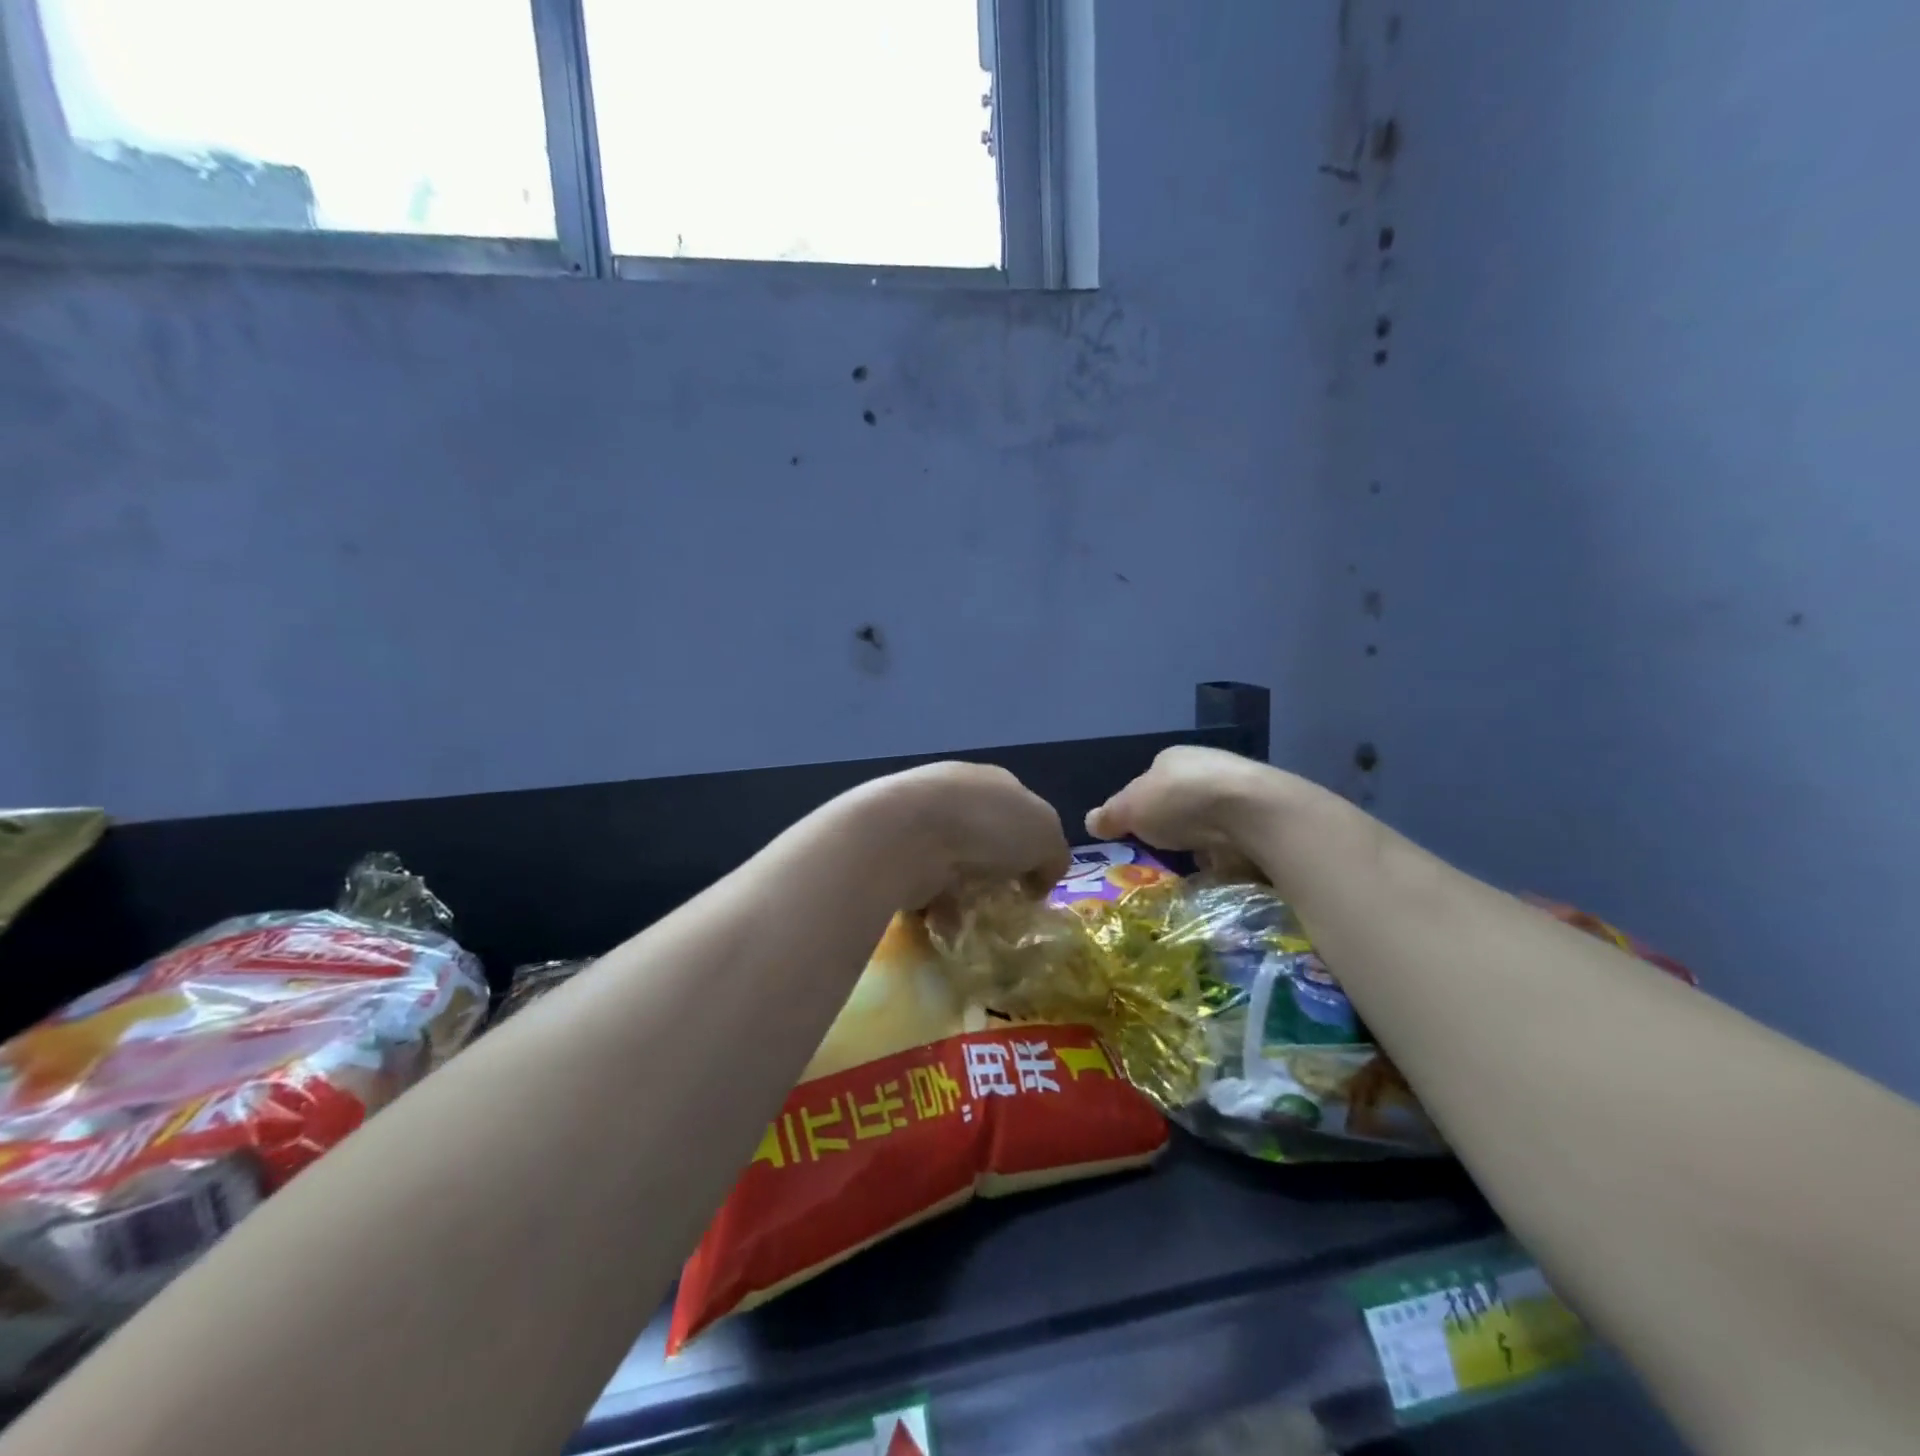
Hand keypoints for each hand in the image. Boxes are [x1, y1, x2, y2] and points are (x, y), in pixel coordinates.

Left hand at [864, 762, 1070, 907]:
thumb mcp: (1046, 836)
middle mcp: (956, 794)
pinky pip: (923, 884)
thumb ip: (1054, 856)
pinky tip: (944, 921)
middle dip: (994, 873)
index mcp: (994, 781)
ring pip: (952, 864)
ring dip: (964, 894)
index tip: (1034, 884)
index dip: (1032, 849)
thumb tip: (1040, 881)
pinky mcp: (895, 851)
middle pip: (985, 839)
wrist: (908, 834)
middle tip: (1004, 905)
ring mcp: (920, 821)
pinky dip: (935, 906)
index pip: (1021, 813)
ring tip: (974, 919)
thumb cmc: (987, 826)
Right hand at [1086, 746, 1294, 855]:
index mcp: (1172, 758)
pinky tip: (1221, 867)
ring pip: (1210, 820)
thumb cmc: (1181, 801)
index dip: (1141, 806)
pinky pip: (1236, 838)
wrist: (1252, 812)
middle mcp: (1207, 766)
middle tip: (1163, 852)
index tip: (1137, 832)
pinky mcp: (1262, 817)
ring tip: (1192, 866)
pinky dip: (1228, 852)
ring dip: (1202, 840)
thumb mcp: (1130, 809)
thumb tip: (1090, 821)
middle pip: (1181, 800)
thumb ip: (1110, 815)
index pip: (1149, 781)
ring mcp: (1238, 791)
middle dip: (1173, 825)